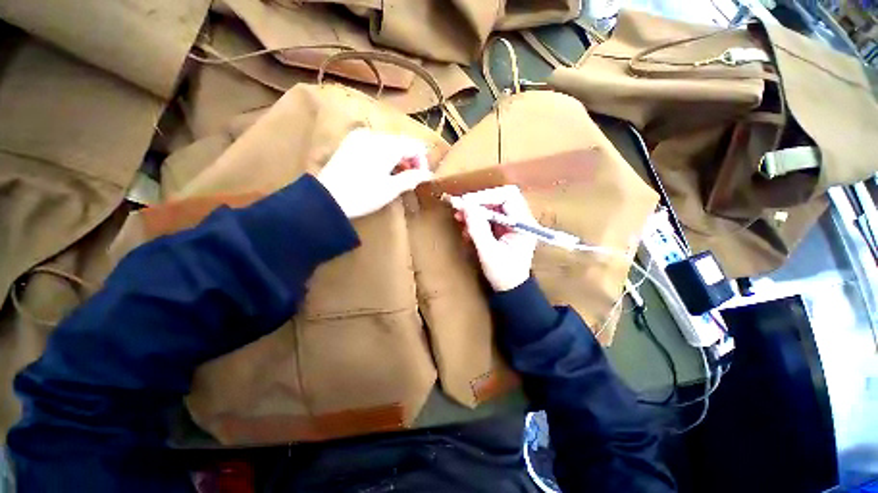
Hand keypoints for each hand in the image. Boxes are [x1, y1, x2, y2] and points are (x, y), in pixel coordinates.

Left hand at [317, 128, 432, 218]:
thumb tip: (427, 174)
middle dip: (410, 159)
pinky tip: (380, 168)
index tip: (421, 178)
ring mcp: (360, 136)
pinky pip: (374, 142)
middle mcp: (375, 135)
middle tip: (409, 178)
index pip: (415, 146)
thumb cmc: (363, 196)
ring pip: (389, 142)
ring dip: (397, 156)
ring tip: (395, 175)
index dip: (422, 162)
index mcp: (388, 146)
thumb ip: (411, 178)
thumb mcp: (391, 189)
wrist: (327, 199)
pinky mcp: (350, 141)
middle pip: (402, 142)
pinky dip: (383, 153)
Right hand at [454, 185, 537, 291]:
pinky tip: (466, 228)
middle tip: (460, 207)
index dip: (487, 196)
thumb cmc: (503, 274)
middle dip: (479, 202)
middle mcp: (520, 219)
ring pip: (493, 207)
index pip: (508, 197)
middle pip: (500, 199)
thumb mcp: (488, 252)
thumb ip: (478, 229)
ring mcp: (512, 224)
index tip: (467, 202)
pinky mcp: (504, 229)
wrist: (510, 290)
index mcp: (523, 223)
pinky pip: (489, 217)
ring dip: (475, 211)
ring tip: (459, 217)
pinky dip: (476, 219)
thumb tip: (466, 206)